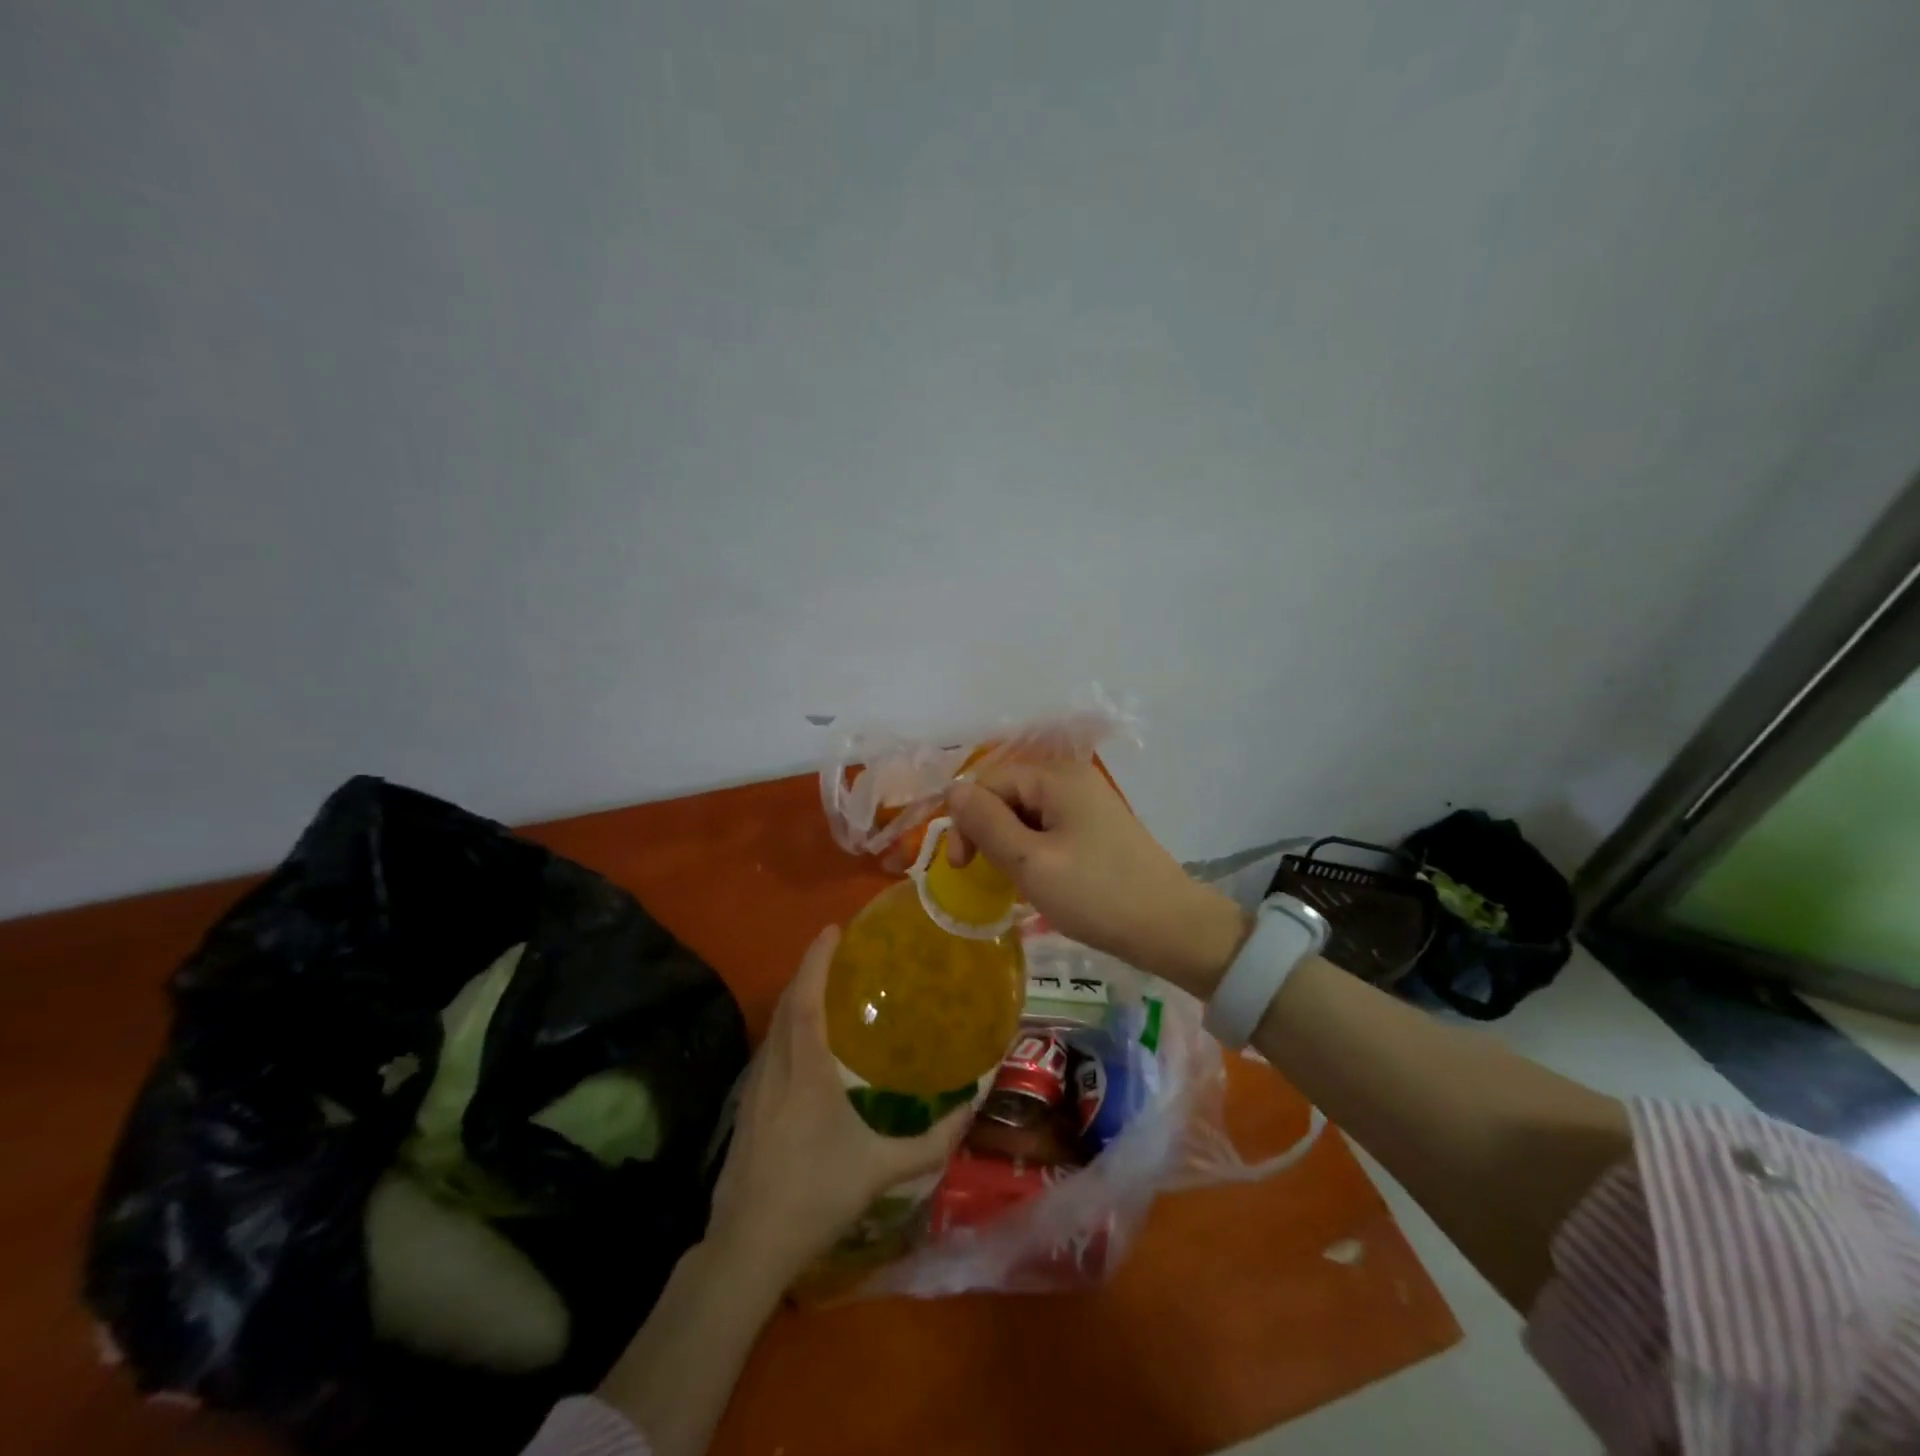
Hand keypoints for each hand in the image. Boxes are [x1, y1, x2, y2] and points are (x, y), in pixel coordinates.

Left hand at [706, 926, 968, 1284]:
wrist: (747, 1246)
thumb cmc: (815, 1197)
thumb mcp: (880, 1170)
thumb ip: (929, 1143)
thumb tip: (969, 1112)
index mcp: (805, 1072)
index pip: (806, 1000)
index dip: (816, 961)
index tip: (832, 930)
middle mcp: (777, 1067)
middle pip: (787, 1002)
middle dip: (808, 968)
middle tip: (837, 949)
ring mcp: (756, 1086)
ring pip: (774, 1024)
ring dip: (796, 995)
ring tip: (826, 984)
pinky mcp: (748, 1105)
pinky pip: (770, 1046)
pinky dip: (787, 1024)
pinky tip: (805, 1039)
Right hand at [946, 761, 1249, 995]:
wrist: (1172, 928)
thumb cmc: (1096, 895)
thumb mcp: (1030, 862)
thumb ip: (986, 823)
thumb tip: (953, 790)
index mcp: (1056, 777)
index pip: (988, 782)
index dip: (966, 819)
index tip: (961, 868)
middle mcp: (1072, 779)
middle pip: (1007, 795)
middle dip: (986, 832)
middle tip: (983, 877)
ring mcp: (1088, 803)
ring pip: (1026, 815)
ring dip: (1008, 845)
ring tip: (1010, 883)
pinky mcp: (1097, 828)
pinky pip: (1048, 829)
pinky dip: (1032, 851)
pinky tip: (1035, 880)